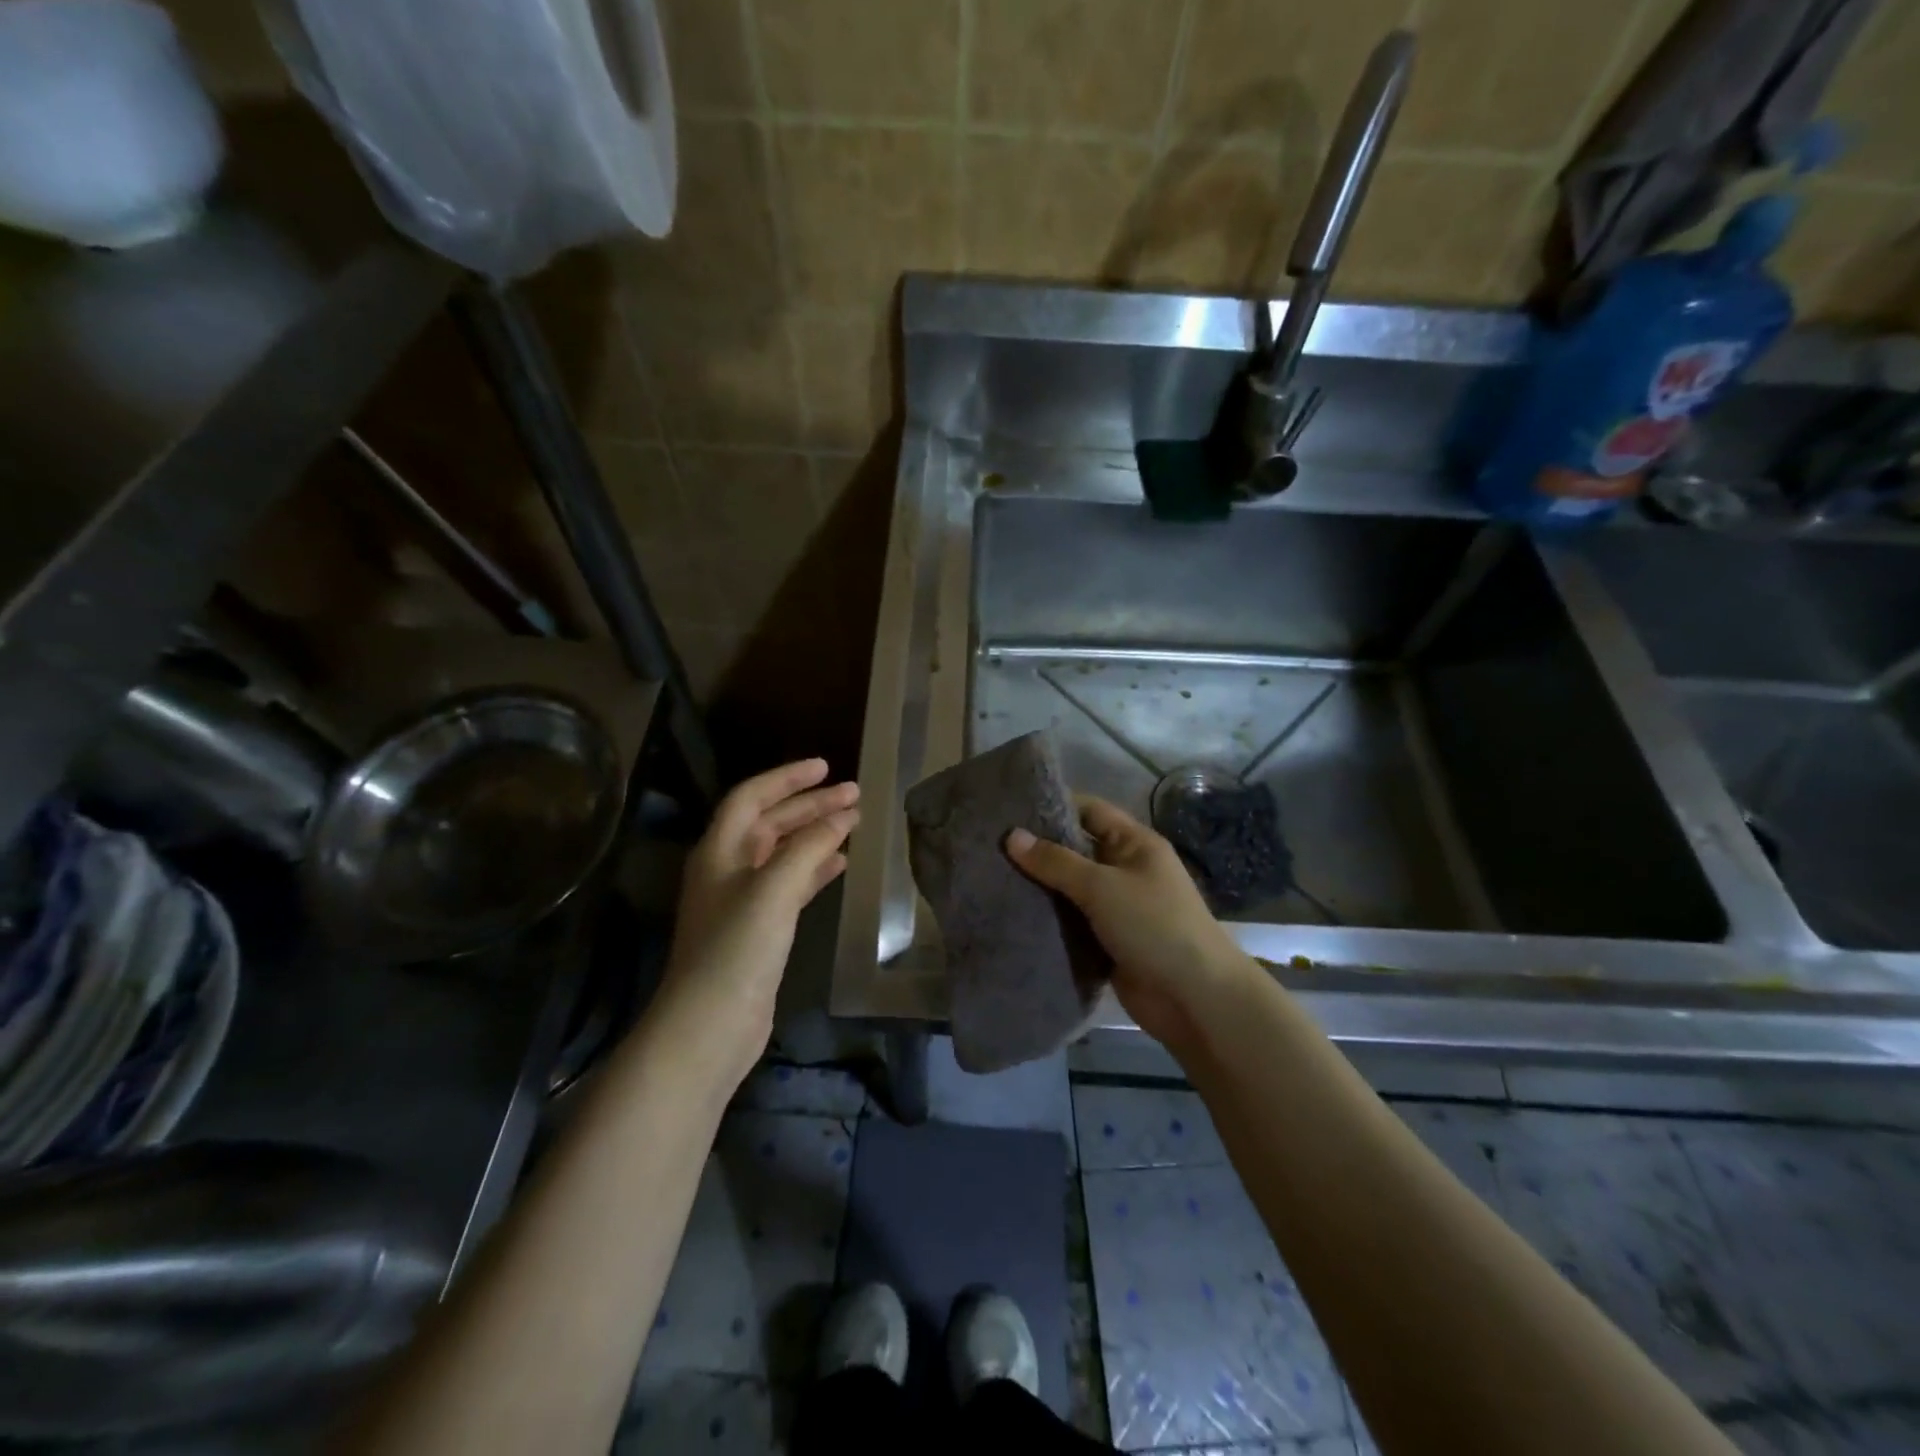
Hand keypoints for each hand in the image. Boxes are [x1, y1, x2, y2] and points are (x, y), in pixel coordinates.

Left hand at [658, 759, 859, 1087]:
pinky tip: (840, 864)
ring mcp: (742, 901)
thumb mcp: (774, 889)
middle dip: (810, 805)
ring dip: (815, 834)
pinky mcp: (759, 929)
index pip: (752, 797)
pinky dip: (814, 869)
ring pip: (783, 852)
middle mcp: (728, 869)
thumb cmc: (737, 949)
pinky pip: (790, 884)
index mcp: (720, 850)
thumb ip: (809, 847)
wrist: (710, 1026)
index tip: (826, 767)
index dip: (787, 778)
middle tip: (854, 794)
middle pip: (771, 822)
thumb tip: (842, 816)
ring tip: (854, 822)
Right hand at [1006, 796, 1255, 1047]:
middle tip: (989, 845)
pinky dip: (1048, 919)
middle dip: (1038, 849)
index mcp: (1134, 844)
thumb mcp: (1102, 886)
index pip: (1089, 811)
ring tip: (989, 877)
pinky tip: (1011, 914)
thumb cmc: (1154, 926)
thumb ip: (1055, 862)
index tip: (1008, 808)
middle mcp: (1125, 869)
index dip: (1053, 806)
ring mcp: (1117, 907)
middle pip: (1076, 850)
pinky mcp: (1107, 941)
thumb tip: (1011, 836)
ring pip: (1070, 889)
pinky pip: (1072, 922)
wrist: (1194, 998)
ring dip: (1039, 887)